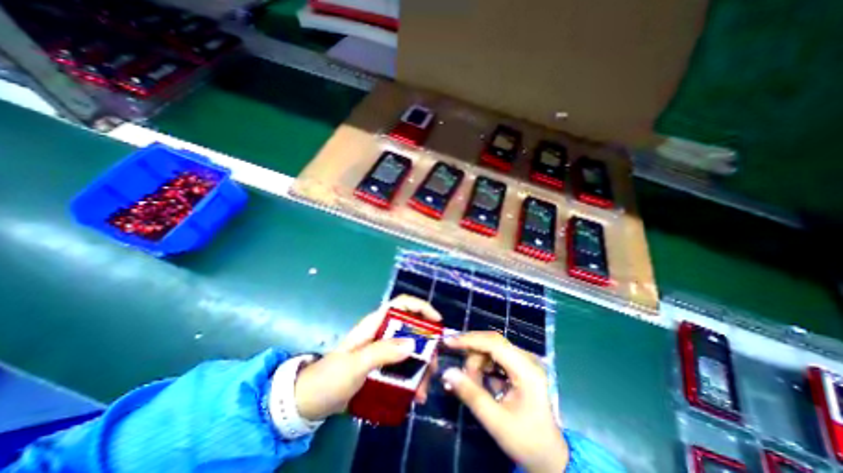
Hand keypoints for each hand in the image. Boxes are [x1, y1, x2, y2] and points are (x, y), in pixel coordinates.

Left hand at [293, 295, 442, 420]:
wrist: (310, 401)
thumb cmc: (330, 378)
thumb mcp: (355, 365)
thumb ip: (382, 352)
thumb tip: (413, 343)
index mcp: (375, 324)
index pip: (401, 304)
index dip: (421, 307)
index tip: (437, 322)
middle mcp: (382, 333)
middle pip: (411, 329)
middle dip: (425, 345)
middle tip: (432, 366)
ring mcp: (382, 350)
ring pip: (410, 350)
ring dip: (421, 366)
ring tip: (424, 389)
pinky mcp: (382, 366)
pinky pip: (403, 367)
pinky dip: (412, 378)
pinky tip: (415, 395)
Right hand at [438, 333, 568, 472]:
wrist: (551, 457)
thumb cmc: (527, 441)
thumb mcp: (496, 422)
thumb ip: (471, 395)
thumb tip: (447, 372)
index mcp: (526, 370)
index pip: (494, 343)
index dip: (470, 340)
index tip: (449, 342)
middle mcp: (526, 359)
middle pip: (491, 343)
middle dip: (472, 356)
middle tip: (460, 375)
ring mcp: (523, 361)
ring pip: (490, 349)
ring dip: (476, 363)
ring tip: (471, 385)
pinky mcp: (519, 366)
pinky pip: (494, 357)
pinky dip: (482, 367)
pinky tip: (477, 381)